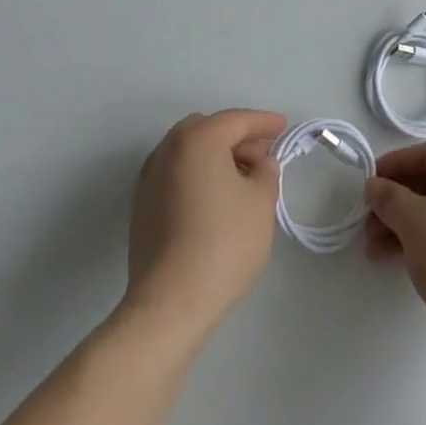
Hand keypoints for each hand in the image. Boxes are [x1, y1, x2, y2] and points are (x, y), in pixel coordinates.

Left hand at [125, 110, 286, 338]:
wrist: (169, 304)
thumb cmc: (223, 244)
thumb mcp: (261, 202)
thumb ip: (265, 170)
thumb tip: (257, 163)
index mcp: (197, 140)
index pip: (236, 121)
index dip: (264, 122)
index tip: (283, 126)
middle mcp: (167, 150)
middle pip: (208, 130)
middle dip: (237, 137)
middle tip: (263, 156)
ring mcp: (149, 178)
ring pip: (189, 152)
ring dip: (216, 156)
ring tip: (243, 179)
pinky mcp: (142, 206)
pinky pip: (177, 174)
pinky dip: (199, 175)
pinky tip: (216, 199)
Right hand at [364, 142, 425, 348]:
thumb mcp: (413, 220)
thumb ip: (388, 196)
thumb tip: (375, 186)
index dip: (395, 165)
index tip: (368, 180)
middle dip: (397, 202)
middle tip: (367, 219)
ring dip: (405, 225)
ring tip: (372, 246)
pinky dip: (425, 242)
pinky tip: (394, 259)